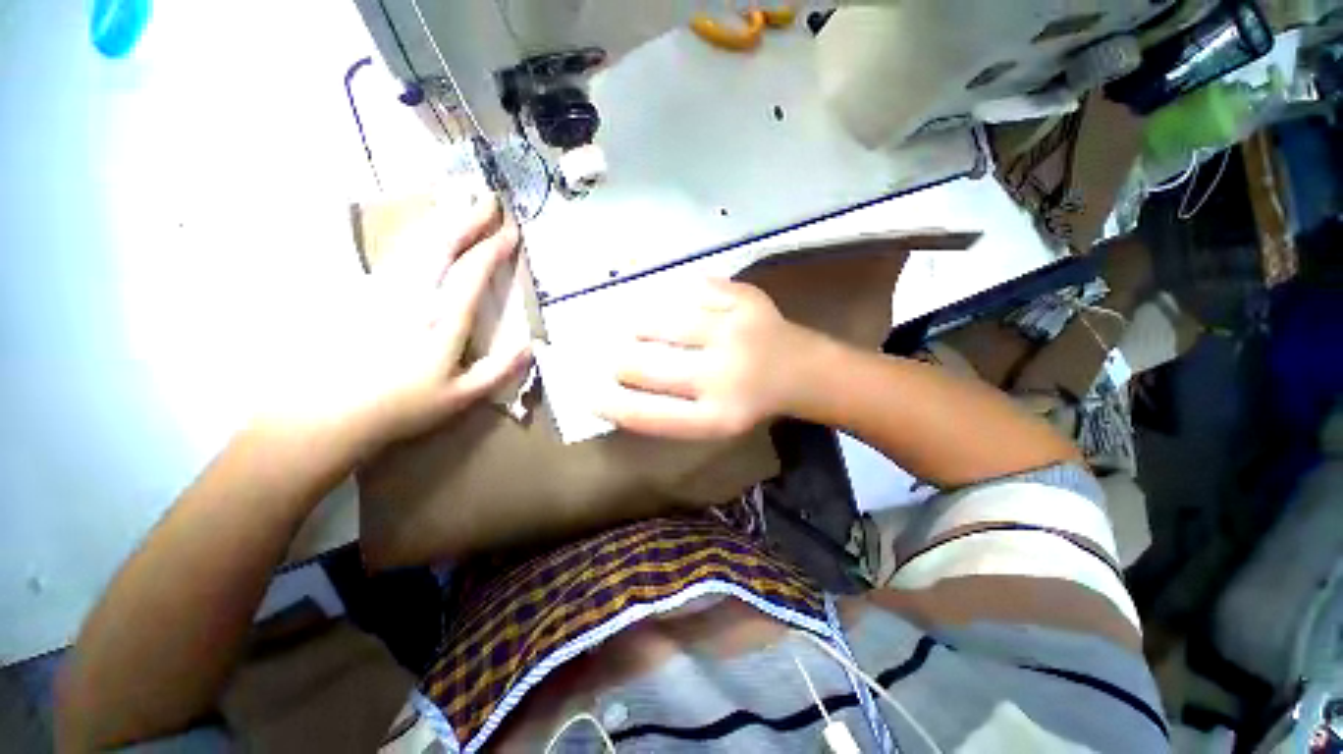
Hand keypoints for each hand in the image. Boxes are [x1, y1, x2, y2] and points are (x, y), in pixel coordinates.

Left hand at [257, 196, 529, 452]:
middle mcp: (415, 296)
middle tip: (489, 198)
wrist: (329, 413)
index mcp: (443, 320)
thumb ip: (501, 369)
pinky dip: (417, 234)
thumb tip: (532, 345)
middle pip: (443, 245)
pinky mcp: (365, 293)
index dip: (493, 248)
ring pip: (417, 243)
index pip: (472, 272)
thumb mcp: (462, 396)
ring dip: (443, 219)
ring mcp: (385, 290)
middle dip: (468, 218)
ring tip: (460, 202)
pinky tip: (424, 230)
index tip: (511, 231)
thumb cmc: (403, 406)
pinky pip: (397, 253)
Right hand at [598, 279, 822, 438]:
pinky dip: (674, 297)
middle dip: (618, 361)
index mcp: (716, 417)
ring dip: (638, 324)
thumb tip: (612, 390)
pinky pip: (692, 290)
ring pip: (662, 321)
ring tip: (634, 327)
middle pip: (646, 365)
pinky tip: (673, 304)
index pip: (646, 414)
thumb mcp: (711, 421)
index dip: (610, 404)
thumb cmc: (748, 400)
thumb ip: (667, 411)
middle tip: (612, 355)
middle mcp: (725, 376)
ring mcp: (736, 331)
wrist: (802, 370)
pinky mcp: (745, 299)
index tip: (587, 392)